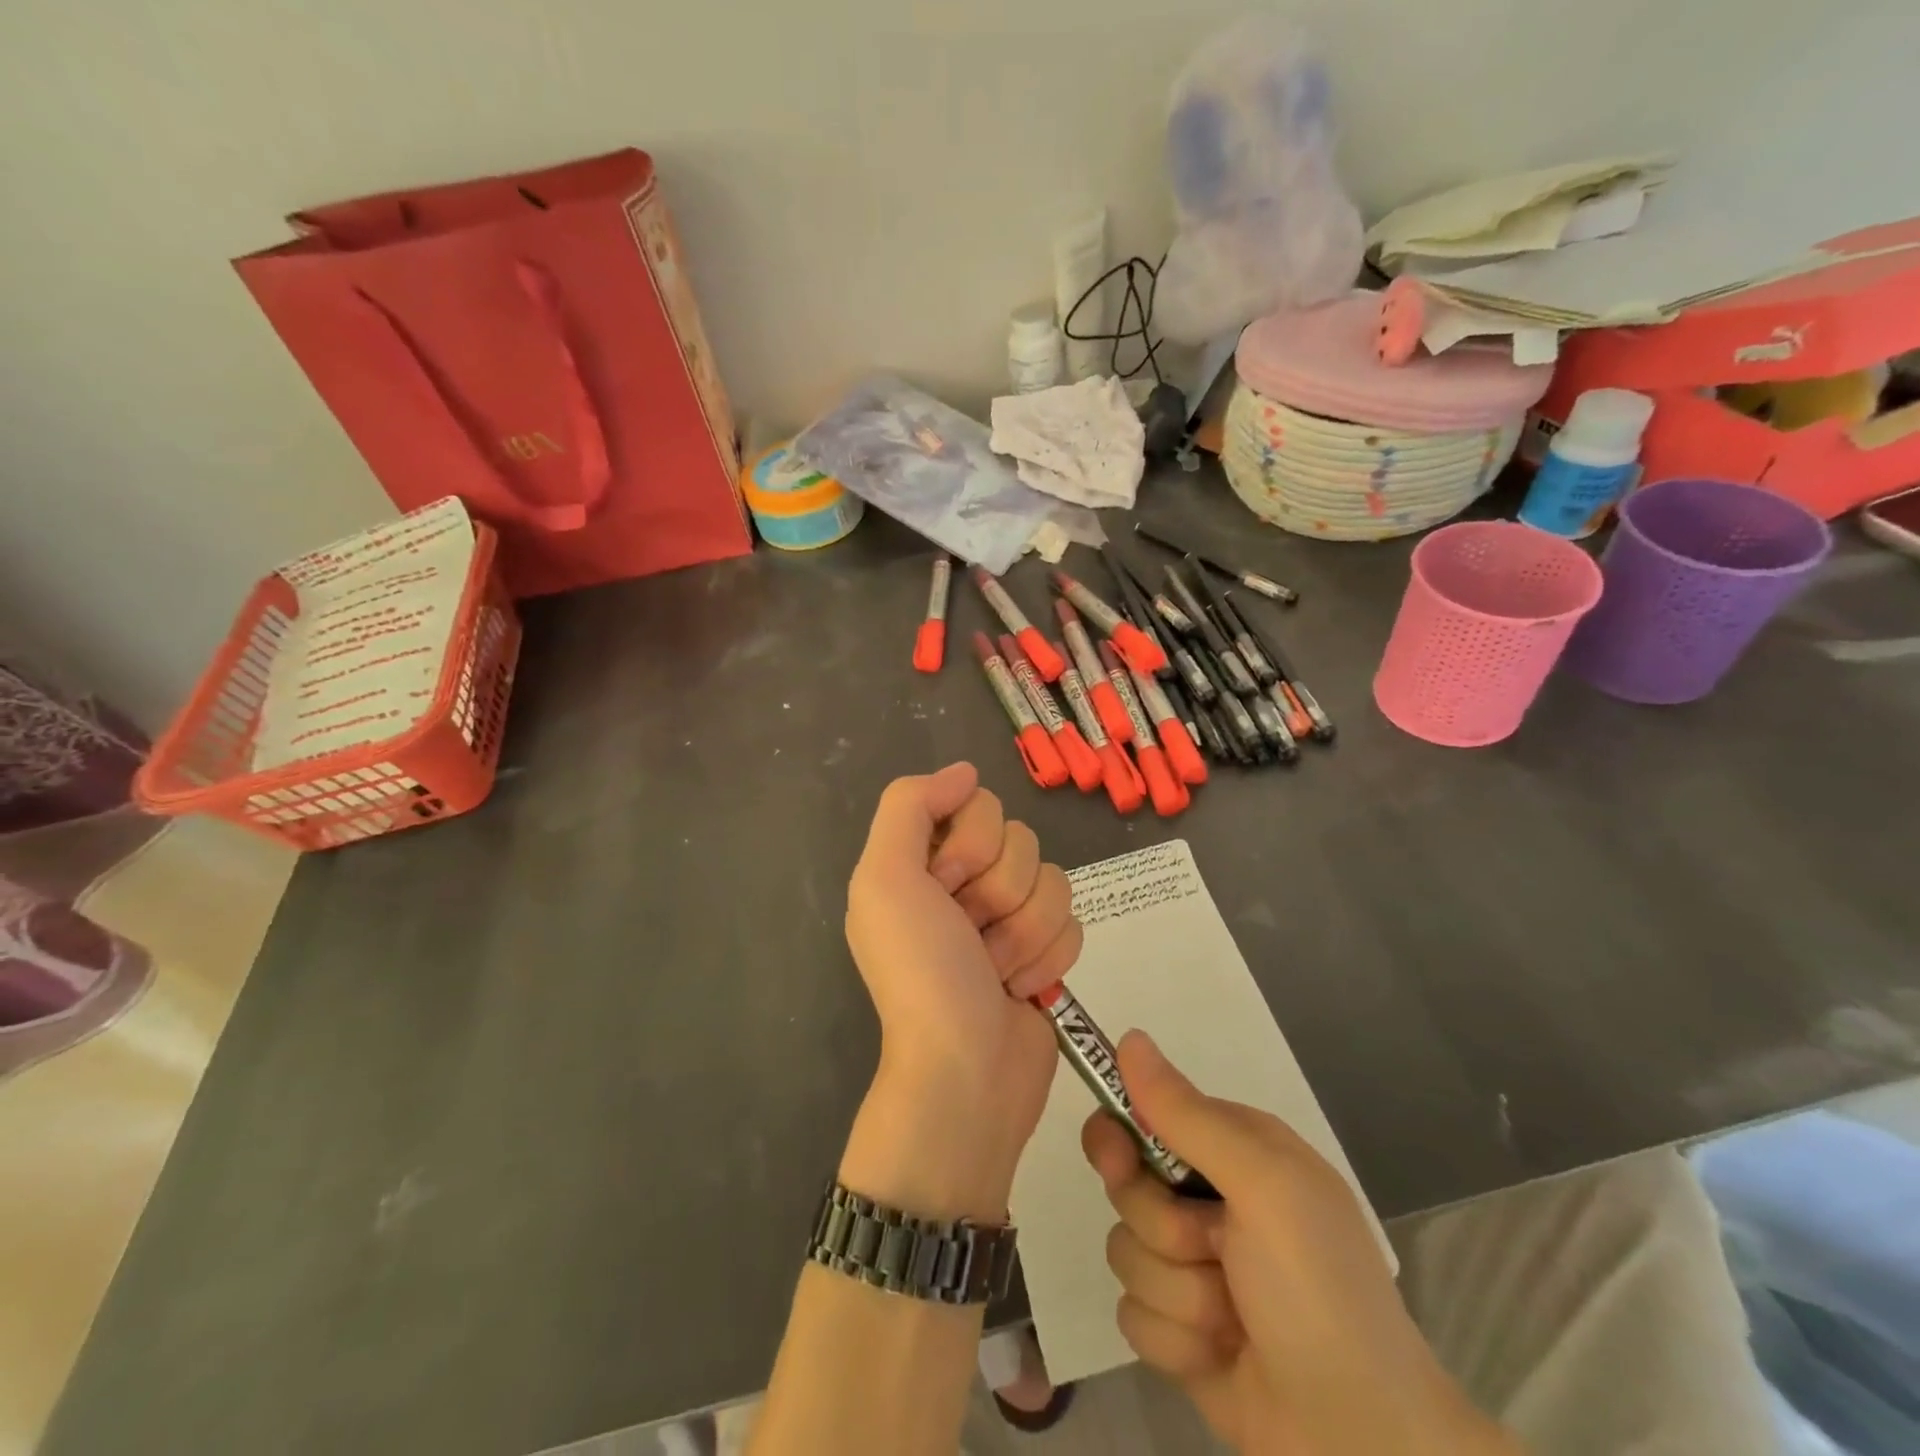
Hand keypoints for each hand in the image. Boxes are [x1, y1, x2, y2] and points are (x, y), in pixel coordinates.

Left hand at [840, 764, 1081, 1222]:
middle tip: (970, 935)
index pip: (977, 804)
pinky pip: (1073, 919)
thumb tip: (964, 771)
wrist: (967, 1074)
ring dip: (1024, 932)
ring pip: (1052, 879)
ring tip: (994, 970)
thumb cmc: (922, 973)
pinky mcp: (1044, 949)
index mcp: (921, 861)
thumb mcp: (885, 879)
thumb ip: (908, 806)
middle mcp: (963, 882)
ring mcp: (1007, 916)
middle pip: (1020, 839)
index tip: (948, 888)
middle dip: (999, 893)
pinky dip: (1048, 957)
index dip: (972, 844)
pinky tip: (1019, 988)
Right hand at [1083, 1034, 1517, 1455]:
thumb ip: (1187, 1114)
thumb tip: (1129, 1036)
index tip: (1121, 1164)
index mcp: (1231, 1149)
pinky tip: (1222, 1355)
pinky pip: (1133, 1315)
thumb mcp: (1262, 1185)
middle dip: (1163, 1228)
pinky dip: (1176, 1341)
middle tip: (1213, 1249)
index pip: (1142, 1114)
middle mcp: (1206, 1197)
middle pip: (1126, 1186)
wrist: (1362, 1441)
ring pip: (1125, 1251)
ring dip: (1177, 1292)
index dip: (1121, 1138)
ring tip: (1235, 1317)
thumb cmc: (1318, 1290)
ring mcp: (1191, 1265)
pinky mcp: (1179, 1328)